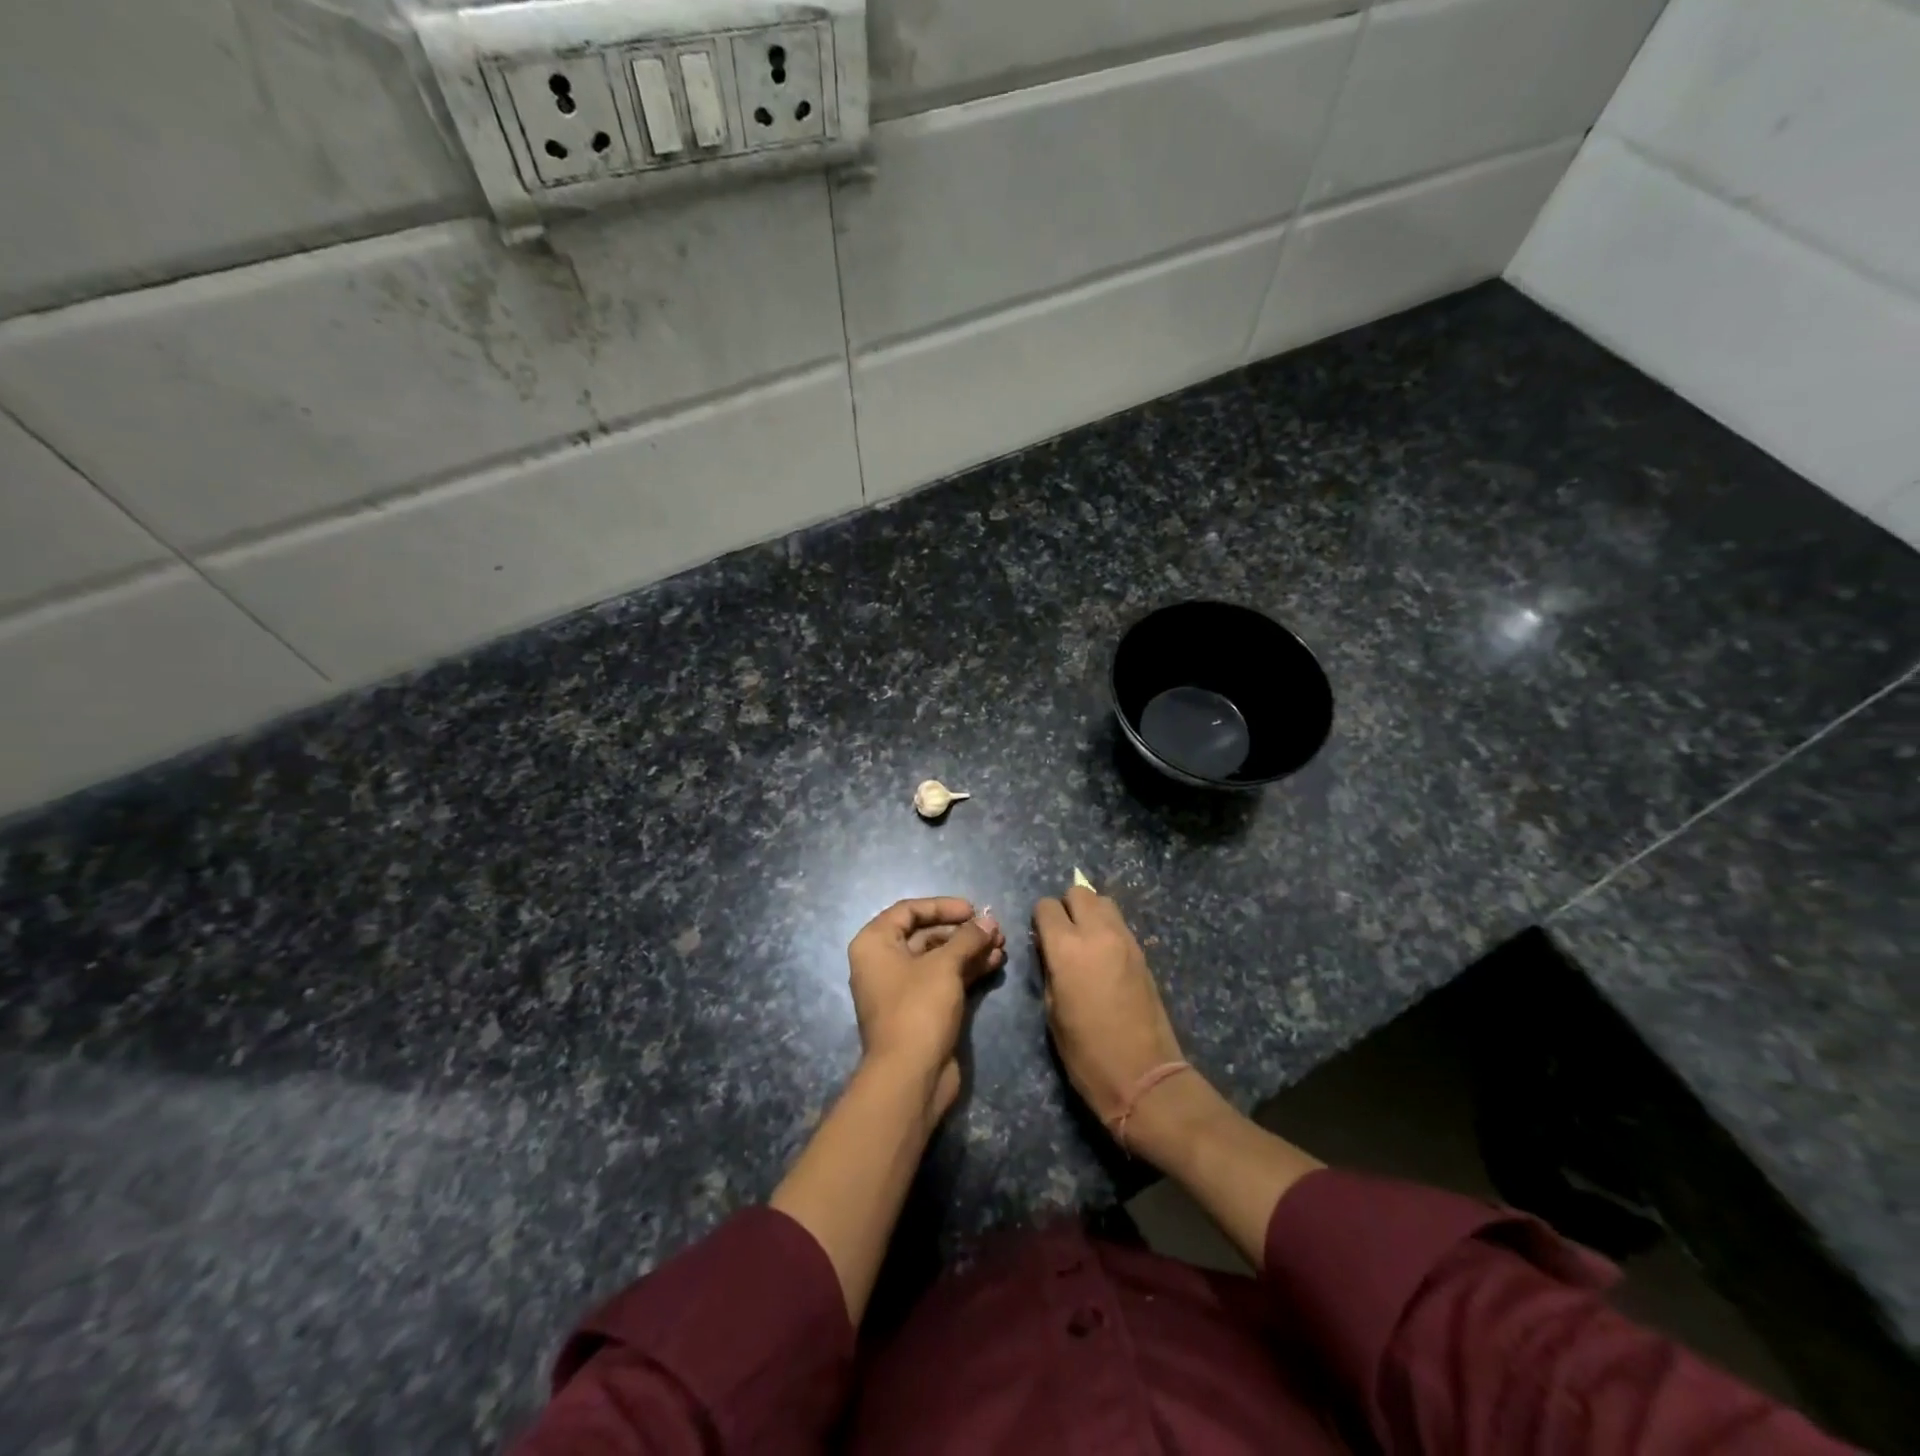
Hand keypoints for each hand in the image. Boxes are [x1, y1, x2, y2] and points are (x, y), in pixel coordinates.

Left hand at [848, 898, 1005, 1122]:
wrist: (910, 1077)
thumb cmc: (918, 1009)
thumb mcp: (944, 965)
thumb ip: (968, 938)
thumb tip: (989, 920)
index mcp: (875, 944)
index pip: (909, 910)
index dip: (942, 906)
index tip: (973, 909)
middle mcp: (884, 962)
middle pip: (926, 934)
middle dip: (962, 931)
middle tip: (995, 929)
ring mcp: (903, 989)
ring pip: (939, 958)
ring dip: (970, 950)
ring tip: (1002, 945)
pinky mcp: (921, 1010)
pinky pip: (945, 979)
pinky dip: (968, 969)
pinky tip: (996, 962)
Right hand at [1033, 887, 1186, 1131]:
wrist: (1143, 1076)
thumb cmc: (1086, 1053)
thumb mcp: (1052, 1011)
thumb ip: (1049, 969)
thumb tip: (1050, 950)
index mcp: (1066, 948)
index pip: (1046, 907)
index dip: (1040, 919)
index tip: (1040, 938)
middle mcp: (1097, 933)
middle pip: (1079, 893)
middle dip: (1066, 907)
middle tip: (1062, 935)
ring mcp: (1125, 940)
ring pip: (1104, 902)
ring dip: (1090, 913)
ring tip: (1085, 942)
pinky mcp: (1142, 953)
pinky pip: (1120, 924)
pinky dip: (1108, 928)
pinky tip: (1104, 956)